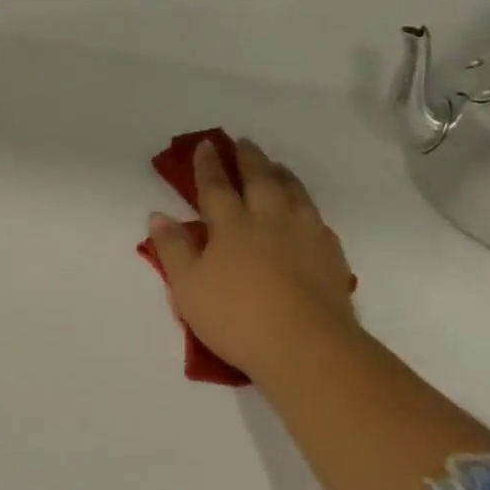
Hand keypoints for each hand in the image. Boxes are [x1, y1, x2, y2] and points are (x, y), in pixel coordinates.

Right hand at [146, 139, 356, 377]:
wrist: (308, 347)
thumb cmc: (236, 316)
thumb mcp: (187, 287)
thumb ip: (173, 248)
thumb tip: (159, 214)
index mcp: (231, 225)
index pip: (216, 186)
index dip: (208, 164)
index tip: (206, 144)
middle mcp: (269, 220)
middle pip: (259, 180)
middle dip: (248, 159)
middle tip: (243, 142)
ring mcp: (305, 235)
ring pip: (293, 193)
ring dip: (282, 174)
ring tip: (276, 165)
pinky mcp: (331, 256)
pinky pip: (317, 218)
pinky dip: (306, 205)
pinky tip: (306, 211)